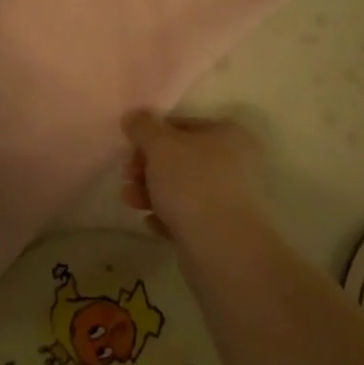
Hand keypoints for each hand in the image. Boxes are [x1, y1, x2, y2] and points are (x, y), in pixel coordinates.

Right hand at [120, 111, 263, 243]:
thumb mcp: (161, 146)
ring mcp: (230, 198)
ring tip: (133, 203)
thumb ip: (143, 127)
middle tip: (128, 178)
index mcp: (228, 135)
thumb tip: (134, 116)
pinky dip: (167, 217)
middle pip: (179, 158)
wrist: (222, 248)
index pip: (181, 126)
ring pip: (181, 188)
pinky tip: (153, 223)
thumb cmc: (193, 184)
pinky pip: (187, 216)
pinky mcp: (222, 229)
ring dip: (151, 193)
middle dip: (147, 168)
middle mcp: (235, 163)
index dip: (150, 136)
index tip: (130, 151)